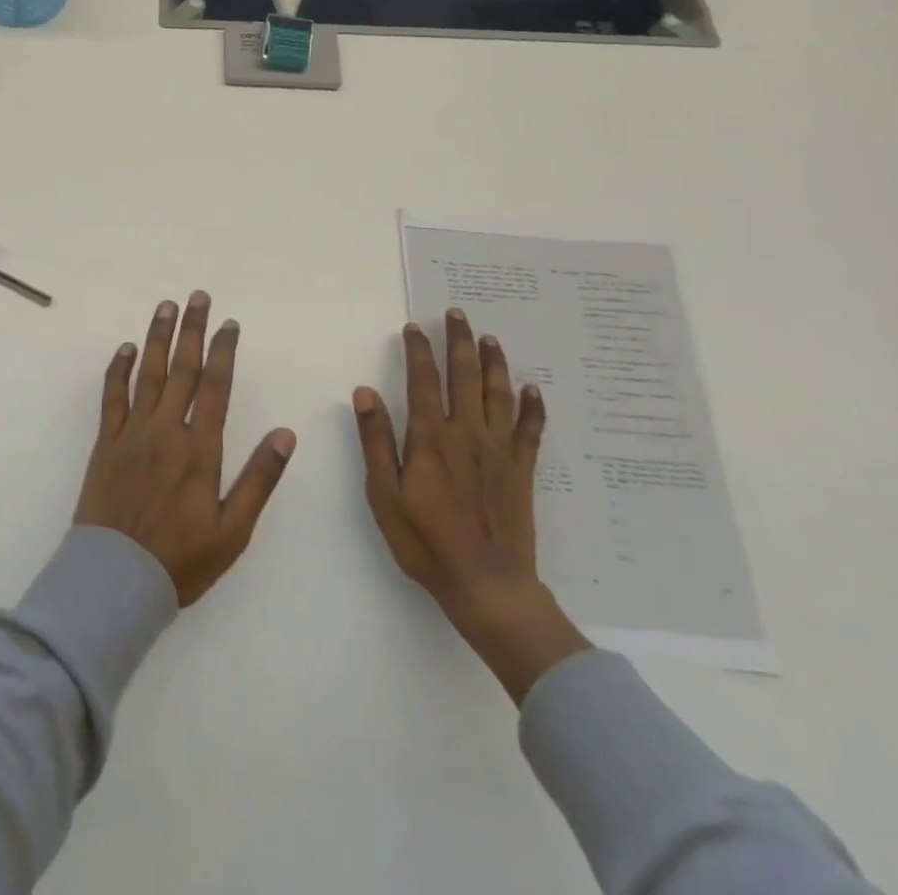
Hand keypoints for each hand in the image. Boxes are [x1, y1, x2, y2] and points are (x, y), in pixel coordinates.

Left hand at [75, 293, 296, 606]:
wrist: (114, 580)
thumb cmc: (180, 560)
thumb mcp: (232, 531)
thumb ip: (259, 479)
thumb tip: (286, 434)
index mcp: (199, 449)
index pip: (215, 386)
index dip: (222, 351)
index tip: (228, 324)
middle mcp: (166, 430)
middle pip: (181, 368)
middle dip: (191, 329)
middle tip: (197, 296)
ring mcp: (132, 433)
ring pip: (147, 373)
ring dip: (157, 337)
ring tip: (165, 306)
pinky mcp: (105, 442)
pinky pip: (112, 396)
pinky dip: (119, 369)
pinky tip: (126, 348)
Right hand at [352, 310, 590, 702]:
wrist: (487, 585)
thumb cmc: (426, 541)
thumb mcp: (385, 494)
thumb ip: (377, 440)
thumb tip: (365, 392)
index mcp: (431, 437)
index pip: (423, 380)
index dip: (418, 350)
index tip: (413, 326)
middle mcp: (467, 433)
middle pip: (464, 376)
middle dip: (459, 341)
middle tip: (457, 313)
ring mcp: (499, 450)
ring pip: (498, 393)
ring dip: (493, 362)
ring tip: (489, 337)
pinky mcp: (522, 470)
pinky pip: (530, 429)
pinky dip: (532, 406)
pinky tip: (531, 389)